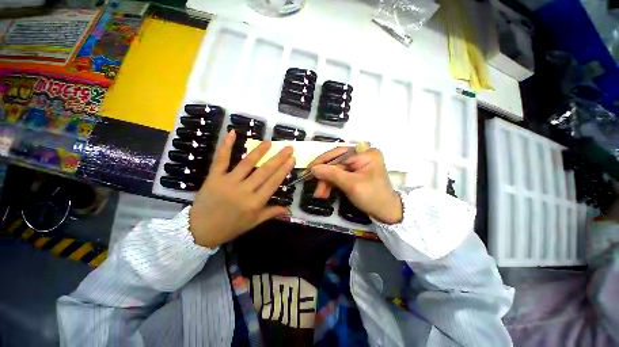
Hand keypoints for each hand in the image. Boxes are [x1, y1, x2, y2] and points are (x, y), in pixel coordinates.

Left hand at [189, 131, 294, 247]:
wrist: (199, 230)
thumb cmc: (230, 227)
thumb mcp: (253, 223)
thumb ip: (271, 213)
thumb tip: (289, 210)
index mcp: (255, 203)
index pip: (273, 183)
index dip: (284, 170)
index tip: (292, 159)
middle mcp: (244, 190)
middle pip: (264, 171)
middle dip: (278, 158)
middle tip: (288, 148)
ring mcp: (228, 182)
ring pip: (247, 163)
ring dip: (259, 151)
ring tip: (269, 142)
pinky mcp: (214, 177)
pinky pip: (221, 159)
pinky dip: (226, 146)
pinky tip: (232, 133)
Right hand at [309, 147, 402, 223]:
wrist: (386, 213)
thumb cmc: (373, 197)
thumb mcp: (351, 185)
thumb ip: (332, 174)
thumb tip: (313, 168)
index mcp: (365, 153)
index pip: (339, 153)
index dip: (322, 161)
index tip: (309, 170)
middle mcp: (362, 154)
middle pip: (336, 162)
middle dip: (325, 176)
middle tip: (316, 188)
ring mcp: (358, 163)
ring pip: (336, 169)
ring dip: (326, 182)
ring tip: (320, 194)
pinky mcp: (355, 172)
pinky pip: (340, 175)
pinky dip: (332, 183)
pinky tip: (325, 192)